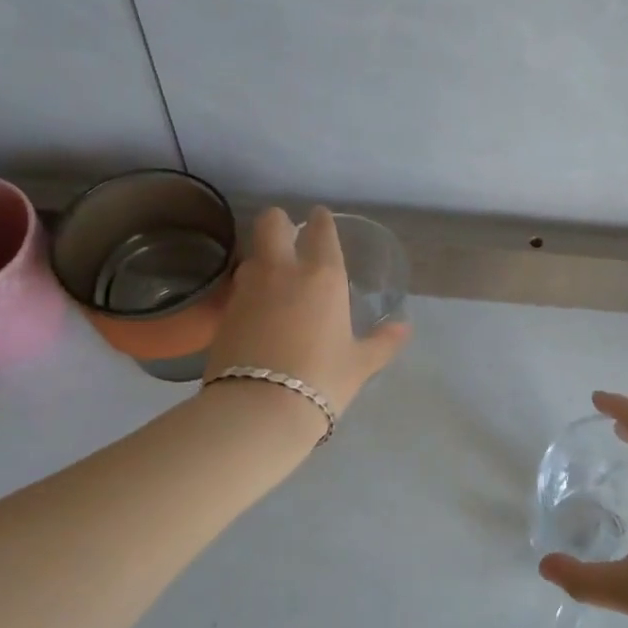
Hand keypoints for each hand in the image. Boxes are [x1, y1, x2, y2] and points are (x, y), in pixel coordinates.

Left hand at [204, 207, 410, 416]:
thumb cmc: (321, 379)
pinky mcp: (224, 312)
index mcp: (323, 276)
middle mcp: (282, 271)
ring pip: (252, 253)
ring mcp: (248, 288)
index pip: (320, 230)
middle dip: (280, 223)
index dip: (321, 221)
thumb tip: (403, 329)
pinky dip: (249, 289)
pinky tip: (257, 309)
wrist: (258, 409)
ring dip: (263, 257)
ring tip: (274, 277)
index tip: (320, 218)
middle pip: (271, 223)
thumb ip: (382, 342)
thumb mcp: (359, 364)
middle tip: (289, 237)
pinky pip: (239, 286)